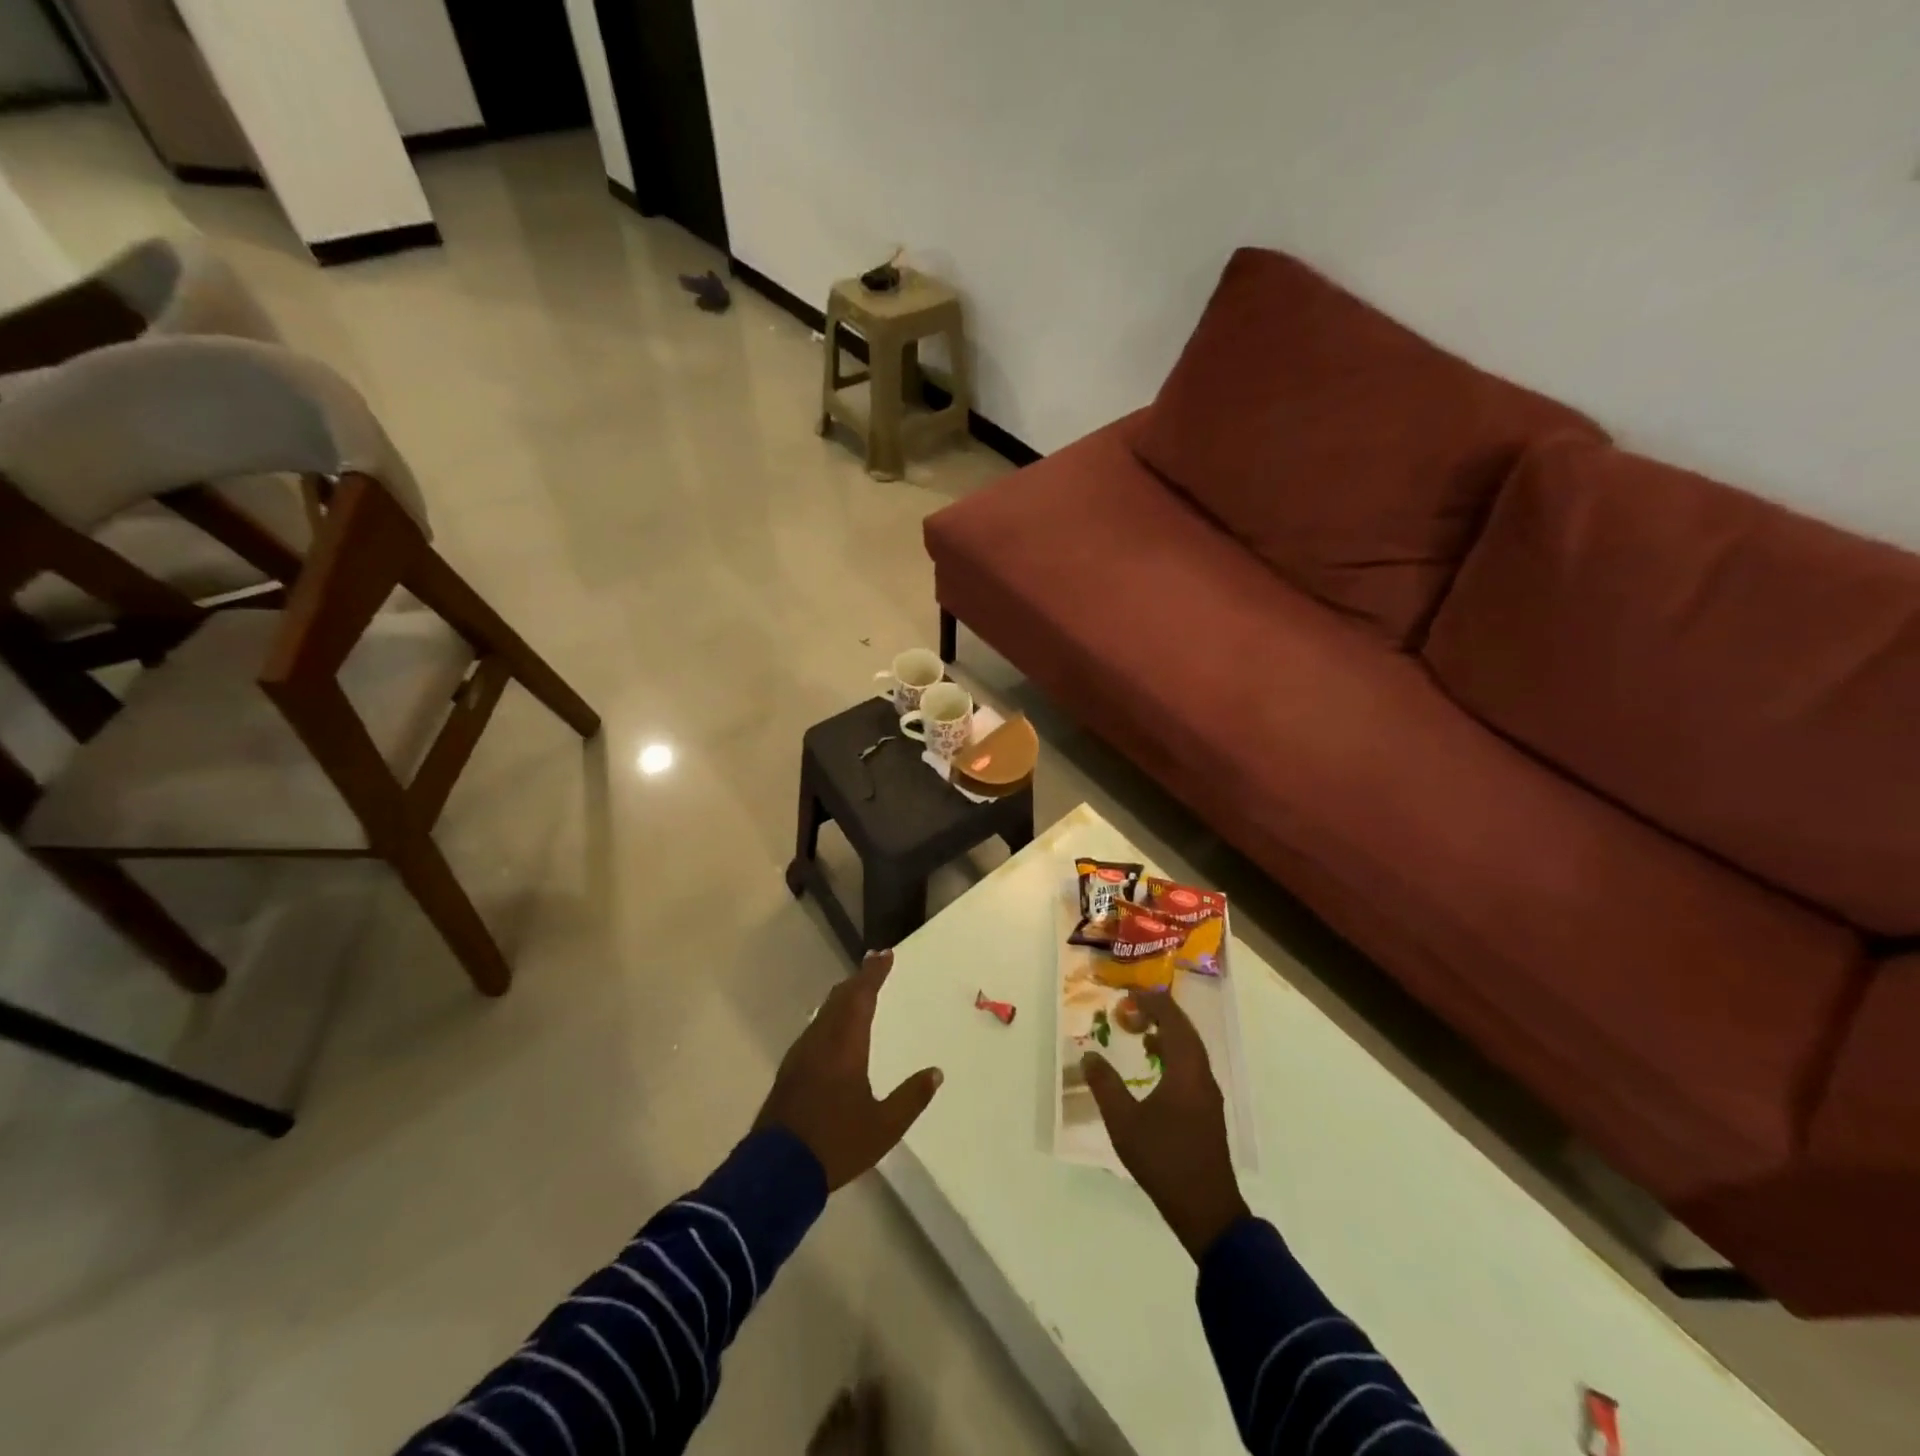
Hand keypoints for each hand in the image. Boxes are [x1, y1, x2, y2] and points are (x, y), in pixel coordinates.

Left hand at [755, 949, 943, 1190]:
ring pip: (824, 1012)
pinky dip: (831, 1016)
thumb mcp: (884, 1127)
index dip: (873, 974)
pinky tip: (835, 1029)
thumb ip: (911, 1098)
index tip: (885, 954)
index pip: (861, 997)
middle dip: (859, 980)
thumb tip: (936, 1072)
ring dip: (843, 997)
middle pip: (840, 998)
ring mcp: (801, 1054)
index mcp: (845, 1046)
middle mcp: (821, 1041)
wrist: (776, 1171)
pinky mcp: (790, 1070)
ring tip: (858, 991)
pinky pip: (815, 1028)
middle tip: (875, 964)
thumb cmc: (836, 1144)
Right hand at [1082, 989, 1249, 1260]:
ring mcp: (1208, 1093)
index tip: (1128, 994)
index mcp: (1186, 1070)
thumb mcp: (1124, 1123)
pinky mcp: (1207, 1109)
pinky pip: (1191, 1065)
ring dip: (1167, 1033)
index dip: (1151, 1002)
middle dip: (1159, 1013)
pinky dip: (1172, 1052)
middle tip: (1131, 1006)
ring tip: (1139, 1029)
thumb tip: (1089, 1056)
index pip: (1172, 1021)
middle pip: (1185, 1030)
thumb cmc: (1164, 1160)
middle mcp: (1202, 1075)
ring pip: (1190, 1048)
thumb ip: (1105, 1086)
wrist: (1206, 1210)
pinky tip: (1154, 1064)